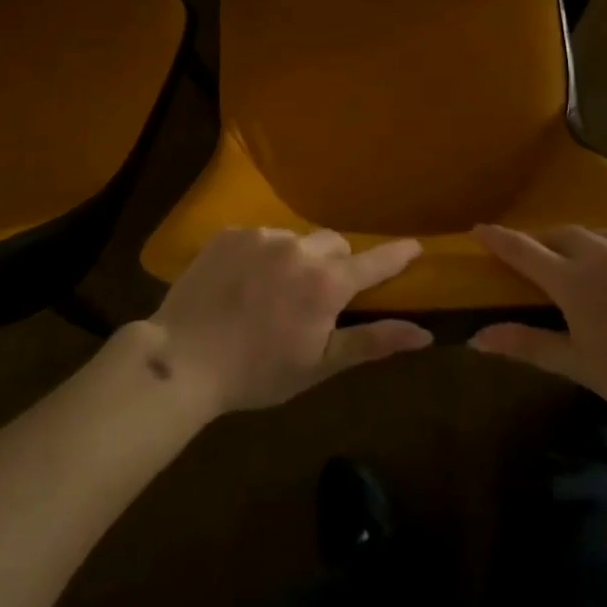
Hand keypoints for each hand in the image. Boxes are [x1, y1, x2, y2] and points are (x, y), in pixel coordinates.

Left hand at [149, 227, 432, 413]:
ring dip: (295, 259)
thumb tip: (423, 333)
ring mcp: (262, 236)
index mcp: (326, 282)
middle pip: (333, 245)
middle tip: (316, 296)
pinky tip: (241, 284)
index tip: (415, 246)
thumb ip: (372, 342)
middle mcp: (299, 248)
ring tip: (270, 293)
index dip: (396, 255)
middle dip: (334, 265)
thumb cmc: (257, 372)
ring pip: (295, 240)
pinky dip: (261, 255)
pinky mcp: (230, 233)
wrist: (182, 359)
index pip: (373, 262)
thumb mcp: (318, 365)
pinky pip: (260, 237)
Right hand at [469, 226, 606, 431]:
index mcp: (574, 281)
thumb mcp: (583, 366)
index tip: (479, 230)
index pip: (523, 250)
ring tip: (598, 278)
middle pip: (559, 235)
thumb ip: (528, 344)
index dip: (498, 239)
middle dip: (544, 245)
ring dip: (587, 250)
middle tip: (542, 265)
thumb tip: (478, 337)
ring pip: (599, 236)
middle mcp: (601, 249)